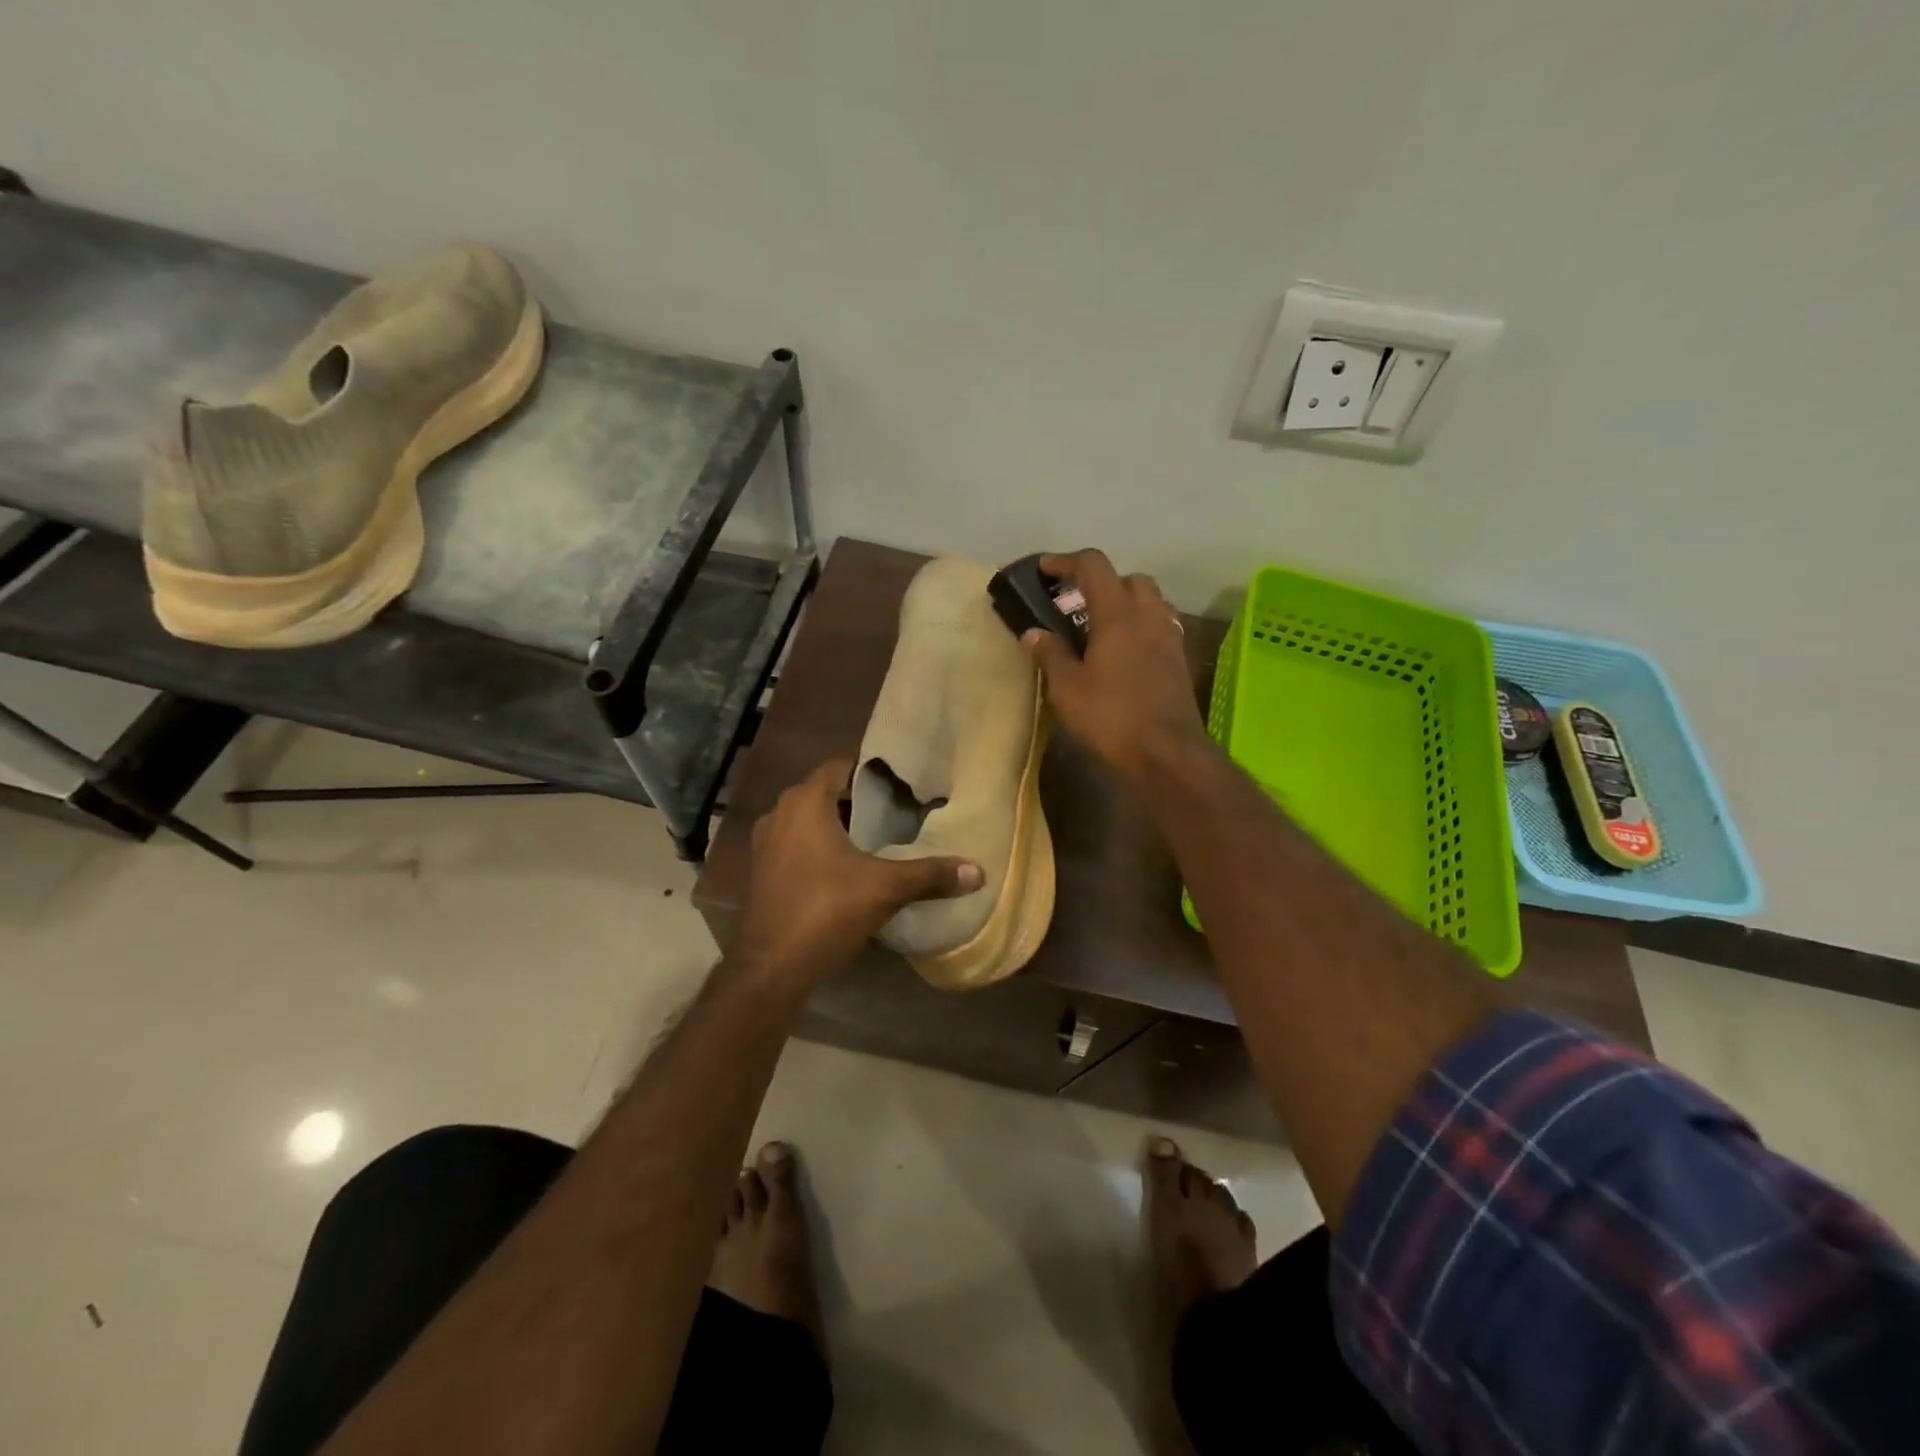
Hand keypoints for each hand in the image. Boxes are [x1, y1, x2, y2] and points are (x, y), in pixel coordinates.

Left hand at [730, 757, 982, 990]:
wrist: (771, 968)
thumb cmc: (825, 911)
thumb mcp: (885, 889)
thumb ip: (930, 874)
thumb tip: (978, 871)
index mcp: (804, 803)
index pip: (840, 766)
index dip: (871, 773)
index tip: (902, 786)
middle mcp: (779, 814)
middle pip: (826, 794)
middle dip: (859, 802)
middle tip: (898, 814)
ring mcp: (766, 844)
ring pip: (810, 822)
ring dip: (839, 828)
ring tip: (878, 841)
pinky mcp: (763, 872)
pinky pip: (797, 845)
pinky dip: (820, 849)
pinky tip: (847, 870)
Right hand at [1022, 549, 1210, 785]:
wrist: (1168, 752)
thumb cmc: (1112, 716)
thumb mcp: (1068, 688)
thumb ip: (1050, 654)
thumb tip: (1033, 632)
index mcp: (1118, 614)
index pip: (1094, 566)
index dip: (1066, 561)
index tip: (1044, 570)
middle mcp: (1148, 615)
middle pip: (1127, 578)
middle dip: (1100, 583)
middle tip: (1075, 605)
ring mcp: (1169, 637)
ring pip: (1149, 600)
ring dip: (1124, 602)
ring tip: (1099, 627)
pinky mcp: (1179, 659)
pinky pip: (1159, 625)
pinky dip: (1139, 625)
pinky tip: (1124, 652)